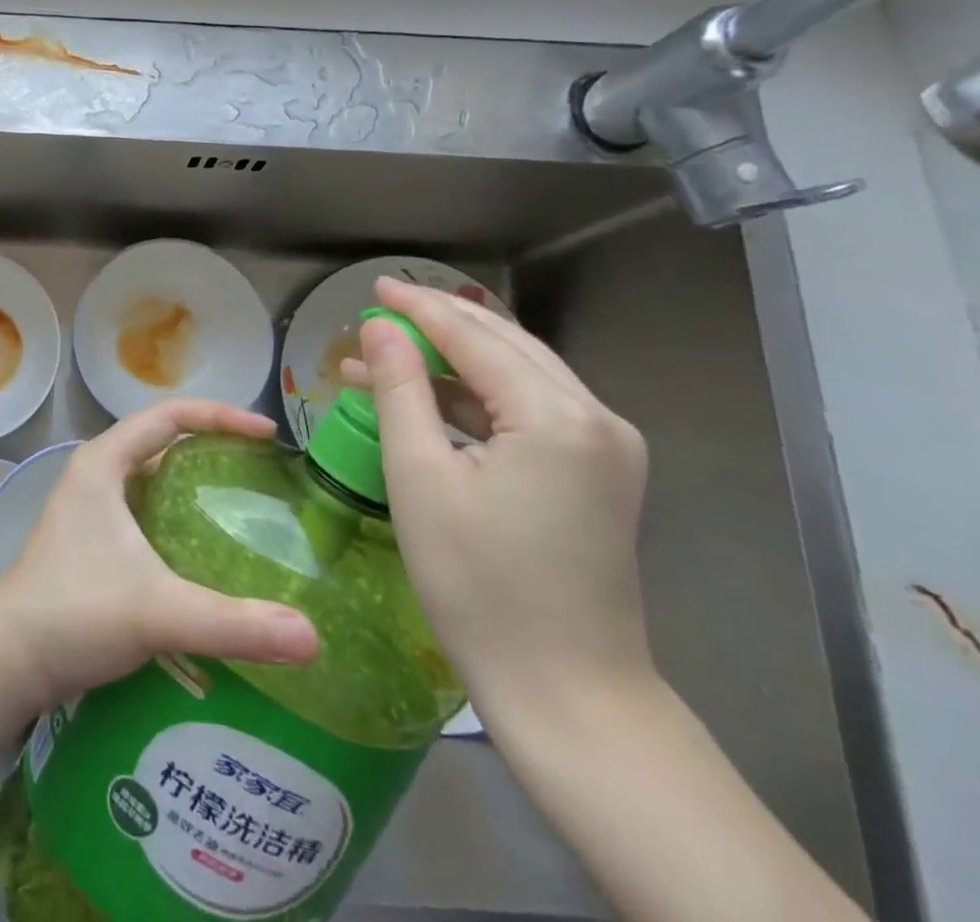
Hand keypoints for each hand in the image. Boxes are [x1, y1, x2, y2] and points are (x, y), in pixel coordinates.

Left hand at [0, 399, 319, 712]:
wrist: (7, 658)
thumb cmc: (75, 613)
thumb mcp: (158, 612)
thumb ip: (234, 624)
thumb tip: (313, 639)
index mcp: (104, 462)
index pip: (170, 416)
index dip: (220, 416)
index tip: (268, 435)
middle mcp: (96, 473)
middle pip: (162, 438)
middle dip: (212, 443)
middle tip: (263, 467)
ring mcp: (91, 506)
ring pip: (152, 474)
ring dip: (194, 478)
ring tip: (245, 500)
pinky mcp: (91, 538)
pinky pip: (145, 506)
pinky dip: (179, 511)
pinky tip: (206, 545)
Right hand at [343, 278, 654, 721]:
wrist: (567, 692)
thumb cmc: (479, 585)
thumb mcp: (420, 477)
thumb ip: (400, 389)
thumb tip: (379, 326)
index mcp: (556, 417)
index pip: (475, 337)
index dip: (419, 307)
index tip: (373, 287)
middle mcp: (596, 418)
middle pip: (505, 344)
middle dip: (438, 324)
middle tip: (378, 311)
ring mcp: (607, 447)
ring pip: (519, 374)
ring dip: (453, 362)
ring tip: (385, 356)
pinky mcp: (599, 473)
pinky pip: (531, 411)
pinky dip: (478, 398)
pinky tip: (429, 399)